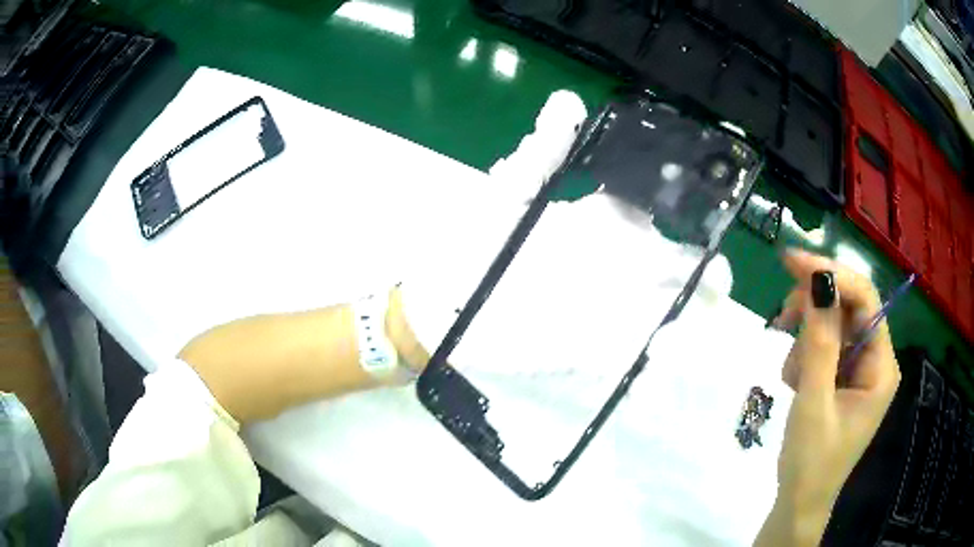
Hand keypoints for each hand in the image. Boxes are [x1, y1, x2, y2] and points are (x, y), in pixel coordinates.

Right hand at [756, 249, 900, 545]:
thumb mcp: (814, 402)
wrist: (799, 502)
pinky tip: (797, 384)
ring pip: (832, 326)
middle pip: (848, 308)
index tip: (793, 263)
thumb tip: (818, 280)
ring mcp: (859, 369)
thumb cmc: (811, 463)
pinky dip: (805, 357)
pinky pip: (825, 347)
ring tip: (793, 380)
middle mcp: (876, 360)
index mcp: (882, 366)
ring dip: (806, 342)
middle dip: (815, 310)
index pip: (865, 299)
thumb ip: (819, 341)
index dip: (832, 274)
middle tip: (781, 319)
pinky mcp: (843, 378)